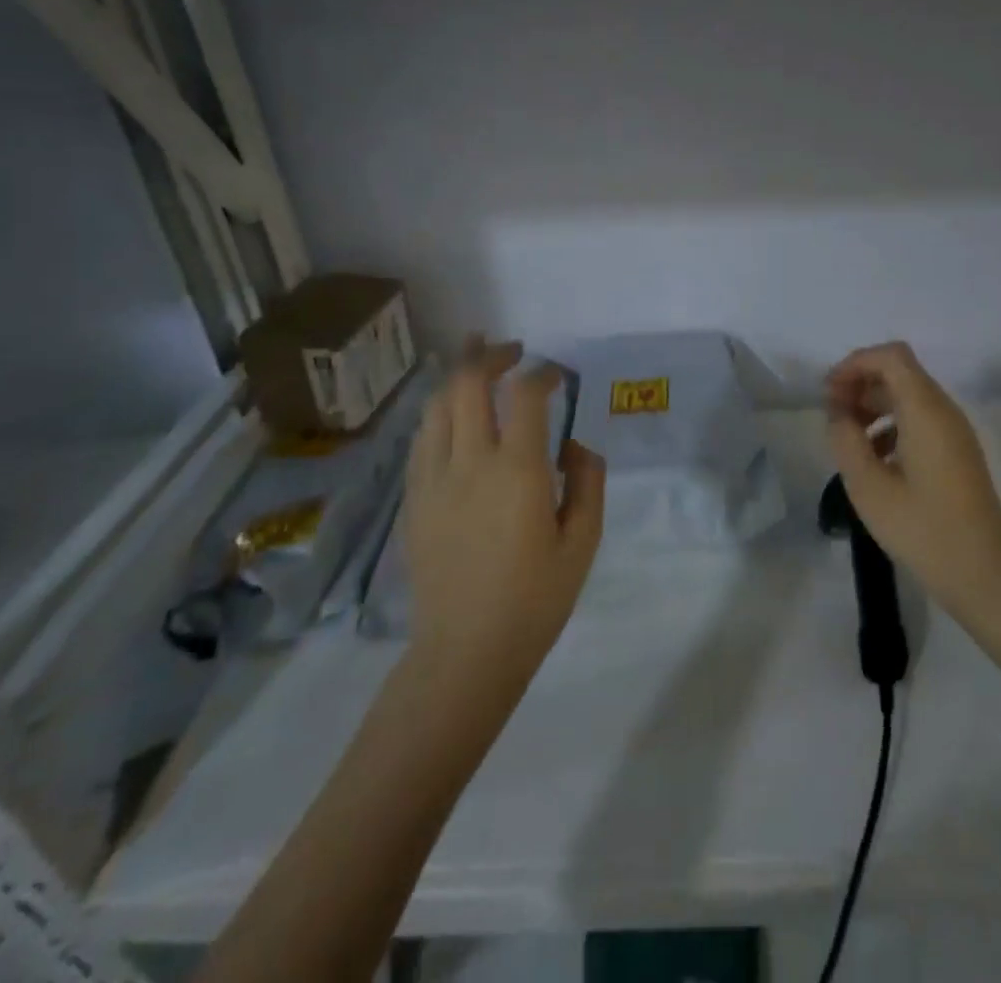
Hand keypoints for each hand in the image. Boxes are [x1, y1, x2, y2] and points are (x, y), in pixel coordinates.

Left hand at [404, 339, 605, 693]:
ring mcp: (433, 479)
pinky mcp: (413, 498)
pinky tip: (451, 412)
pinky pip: (421, 437)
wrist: (465, 652)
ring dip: (458, 375)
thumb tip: (574, 444)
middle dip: (489, 355)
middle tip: (511, 349)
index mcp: (516, 471)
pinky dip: (439, 411)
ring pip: (436, 404)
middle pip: (467, 384)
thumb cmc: (535, 600)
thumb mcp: (583, 542)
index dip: (542, 373)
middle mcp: (469, 462)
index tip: (556, 374)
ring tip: (475, 361)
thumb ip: (588, 482)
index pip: (524, 395)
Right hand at [825, 342, 1000, 631]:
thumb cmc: (922, 528)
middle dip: (861, 384)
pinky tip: (875, 460)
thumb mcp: (868, 486)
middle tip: (833, 417)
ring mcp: (955, 432)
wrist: (984, 574)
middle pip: (899, 372)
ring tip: (848, 438)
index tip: (829, 394)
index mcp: (925, 410)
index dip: (855, 364)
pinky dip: (891, 425)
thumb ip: (845, 439)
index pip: (890, 356)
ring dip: (874, 405)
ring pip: (909, 396)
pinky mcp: (957, 453)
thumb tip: (838, 413)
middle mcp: (944, 411)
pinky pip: (920, 420)